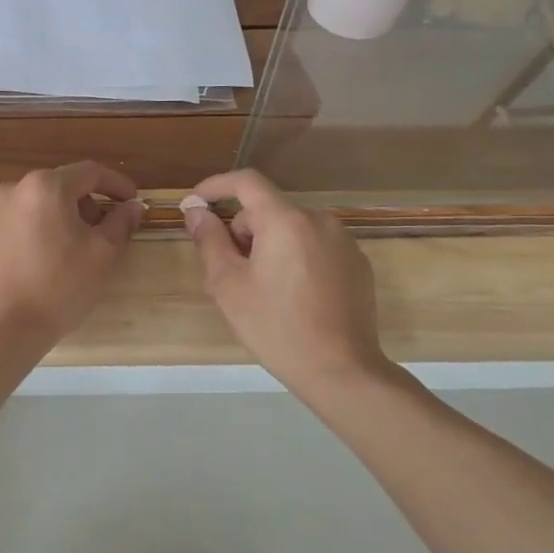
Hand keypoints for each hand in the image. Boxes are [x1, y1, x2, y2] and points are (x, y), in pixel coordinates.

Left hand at [0, 163, 144, 346]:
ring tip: (71, 249)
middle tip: (103, 232)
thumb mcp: (103, 254)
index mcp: (45, 186)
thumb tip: (132, 206)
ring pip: (36, 205)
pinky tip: (41, 261)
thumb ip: (121, 222)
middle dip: (86, 204)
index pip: (90, 172)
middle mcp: (12, 189)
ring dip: (59, 218)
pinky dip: (33, 232)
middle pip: (60, 186)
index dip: (117, 184)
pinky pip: (15, 224)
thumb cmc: (59, 286)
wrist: (3, 326)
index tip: (133, 202)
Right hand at [181, 169, 396, 398]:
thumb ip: (210, 240)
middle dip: (242, 231)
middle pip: (268, 210)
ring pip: (291, 229)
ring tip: (259, 288)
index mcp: (285, 220)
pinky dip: (296, 258)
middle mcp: (319, 220)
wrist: (341, 371)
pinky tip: (292, 296)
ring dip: (268, 245)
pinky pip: (315, 247)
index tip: (196, 201)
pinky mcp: (357, 264)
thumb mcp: (228, 285)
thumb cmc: (275, 326)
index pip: (246, 182)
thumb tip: (196, 211)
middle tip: (226, 271)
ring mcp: (343, 242)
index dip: (216, 186)